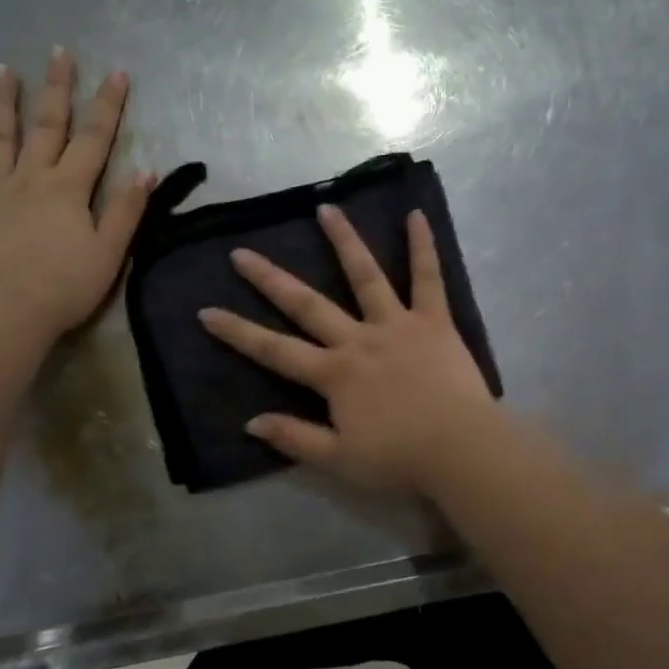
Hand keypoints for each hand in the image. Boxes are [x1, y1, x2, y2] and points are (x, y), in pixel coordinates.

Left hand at [0, 51, 153, 343]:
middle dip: (57, 88)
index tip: (118, 73)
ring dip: (4, 103)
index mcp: (69, 188)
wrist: (4, 313)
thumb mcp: (110, 252)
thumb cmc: (64, 286)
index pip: (94, 138)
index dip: (108, 105)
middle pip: (47, 126)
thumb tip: (146, 170)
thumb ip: (127, 209)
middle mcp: (31, 178)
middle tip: (60, 52)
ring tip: (3, 69)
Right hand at [198, 204, 500, 494]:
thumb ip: (295, 438)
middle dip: (270, 280)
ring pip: (365, 275)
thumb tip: (250, 422)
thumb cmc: (400, 459)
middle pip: (307, 304)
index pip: (274, 350)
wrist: (461, 450)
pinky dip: (423, 246)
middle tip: (241, 253)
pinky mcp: (433, 320)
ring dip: (344, 240)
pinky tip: (416, 214)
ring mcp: (396, 324)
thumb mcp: (339, 460)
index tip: (207, 310)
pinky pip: (428, 278)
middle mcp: (358, 339)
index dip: (238, 332)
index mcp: (334, 374)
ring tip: (325, 209)